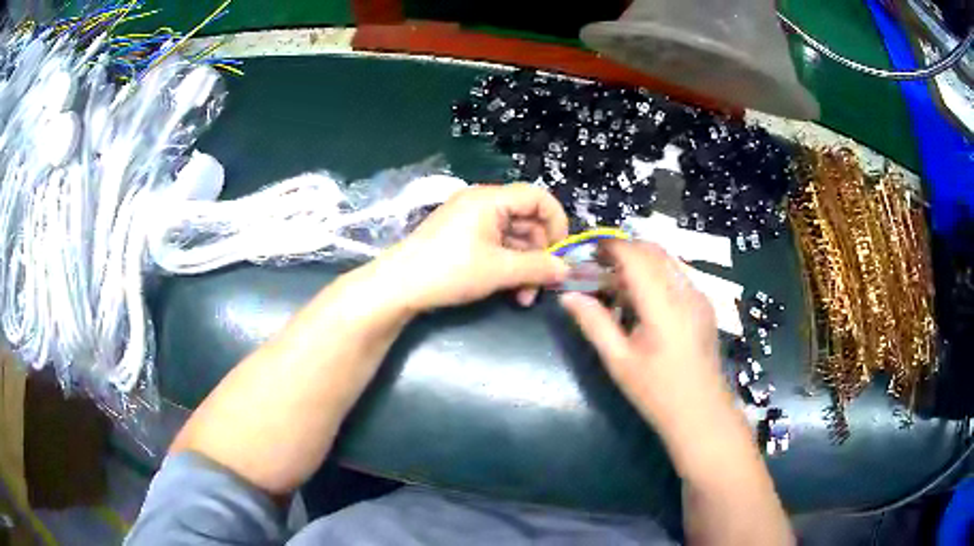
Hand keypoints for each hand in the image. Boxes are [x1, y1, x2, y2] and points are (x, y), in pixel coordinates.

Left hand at [372, 184, 569, 312]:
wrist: (398, 286)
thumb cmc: (450, 271)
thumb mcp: (499, 270)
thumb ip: (538, 267)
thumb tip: (565, 269)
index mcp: (491, 199)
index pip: (538, 198)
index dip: (557, 222)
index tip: (562, 252)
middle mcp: (482, 203)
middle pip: (526, 220)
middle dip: (538, 254)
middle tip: (541, 286)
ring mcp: (470, 220)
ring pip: (512, 237)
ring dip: (523, 266)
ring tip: (523, 297)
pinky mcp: (461, 237)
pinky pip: (495, 245)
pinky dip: (506, 265)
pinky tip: (509, 290)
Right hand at [559, 241, 734, 435]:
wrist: (701, 414)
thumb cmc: (657, 392)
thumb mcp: (619, 361)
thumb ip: (594, 323)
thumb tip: (567, 296)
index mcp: (663, 305)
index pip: (636, 256)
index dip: (610, 246)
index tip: (587, 251)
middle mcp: (686, 292)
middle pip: (653, 251)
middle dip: (624, 250)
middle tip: (597, 266)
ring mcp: (699, 297)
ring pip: (667, 261)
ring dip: (640, 262)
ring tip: (616, 285)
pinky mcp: (704, 305)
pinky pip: (677, 276)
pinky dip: (655, 275)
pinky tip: (641, 301)